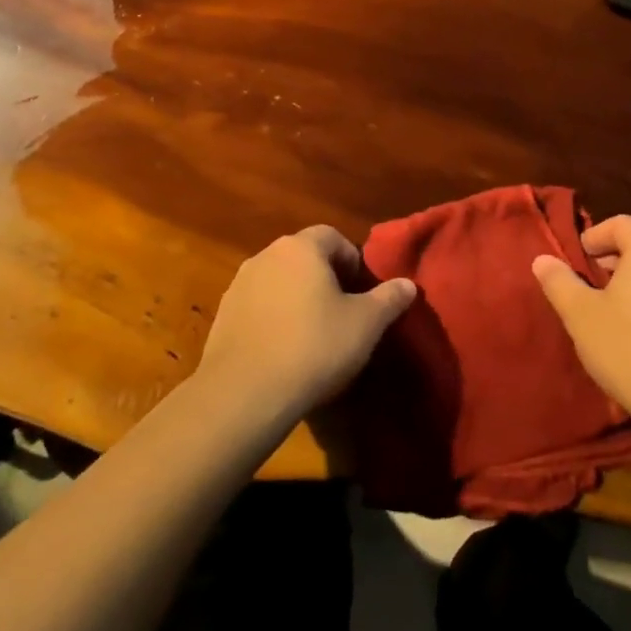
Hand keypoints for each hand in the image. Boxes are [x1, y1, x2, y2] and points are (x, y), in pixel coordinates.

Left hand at [197, 226, 415, 426]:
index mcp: (301, 248)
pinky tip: (284, 350)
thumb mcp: (366, 324)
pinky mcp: (222, 315)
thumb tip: (408, 284)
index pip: (332, 237)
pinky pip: (258, 306)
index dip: (352, 261)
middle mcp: (266, 256)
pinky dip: (273, 318)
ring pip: (279, 281)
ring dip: (297, 298)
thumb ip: (389, 299)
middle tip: (343, 313)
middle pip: (303, 257)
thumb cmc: (314, 347)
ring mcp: (239, 285)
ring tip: (313, 334)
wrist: (245, 394)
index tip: (362, 293)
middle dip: (325, 278)